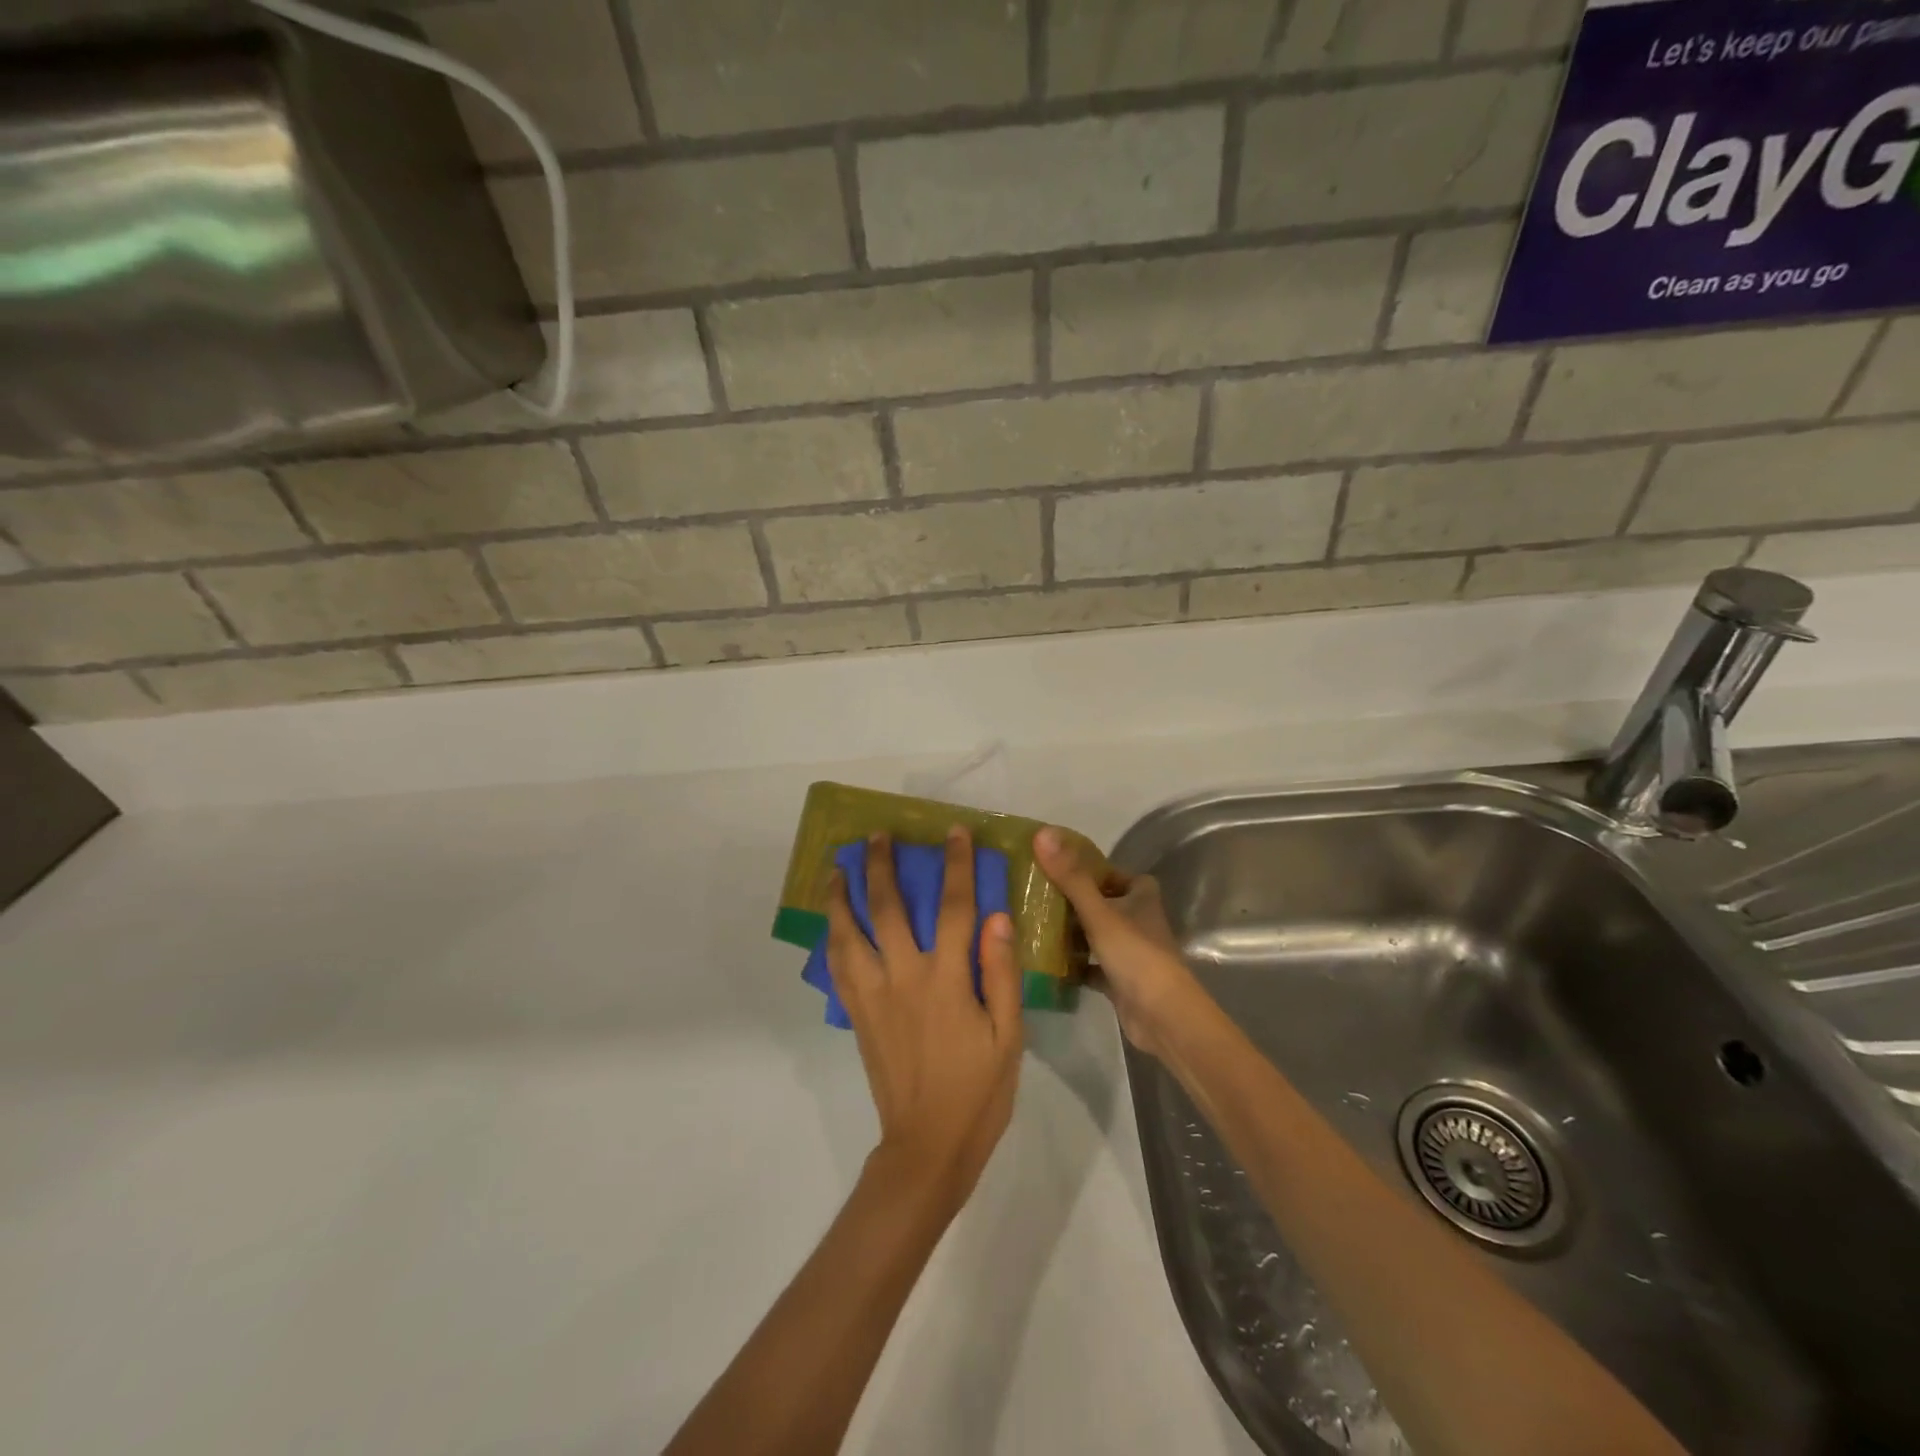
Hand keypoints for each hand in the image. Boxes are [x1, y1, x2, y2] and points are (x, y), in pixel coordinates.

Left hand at [826, 829, 1023, 1210]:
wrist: (927, 1146)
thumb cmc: (978, 1091)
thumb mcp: (1009, 1036)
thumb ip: (1001, 973)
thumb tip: (997, 916)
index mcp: (946, 981)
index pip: (954, 908)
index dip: (956, 866)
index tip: (954, 834)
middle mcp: (903, 978)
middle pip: (888, 909)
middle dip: (881, 866)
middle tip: (876, 836)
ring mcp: (873, 996)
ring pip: (849, 934)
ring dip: (841, 897)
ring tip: (835, 868)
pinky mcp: (858, 1015)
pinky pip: (838, 967)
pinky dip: (832, 938)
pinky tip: (831, 923)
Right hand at [1034, 827, 1204, 1060]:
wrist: (1162, 1016)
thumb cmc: (1135, 954)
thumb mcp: (1098, 912)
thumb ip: (1070, 876)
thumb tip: (1042, 833)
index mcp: (1141, 896)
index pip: (1114, 873)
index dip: (1090, 869)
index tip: (1057, 868)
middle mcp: (1138, 920)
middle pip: (1102, 902)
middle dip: (1073, 901)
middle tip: (1036, 895)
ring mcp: (1130, 952)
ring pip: (1096, 934)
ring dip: (1072, 932)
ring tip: (1034, 924)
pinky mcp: (1121, 980)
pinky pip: (1092, 966)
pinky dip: (1074, 965)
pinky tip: (1047, 962)